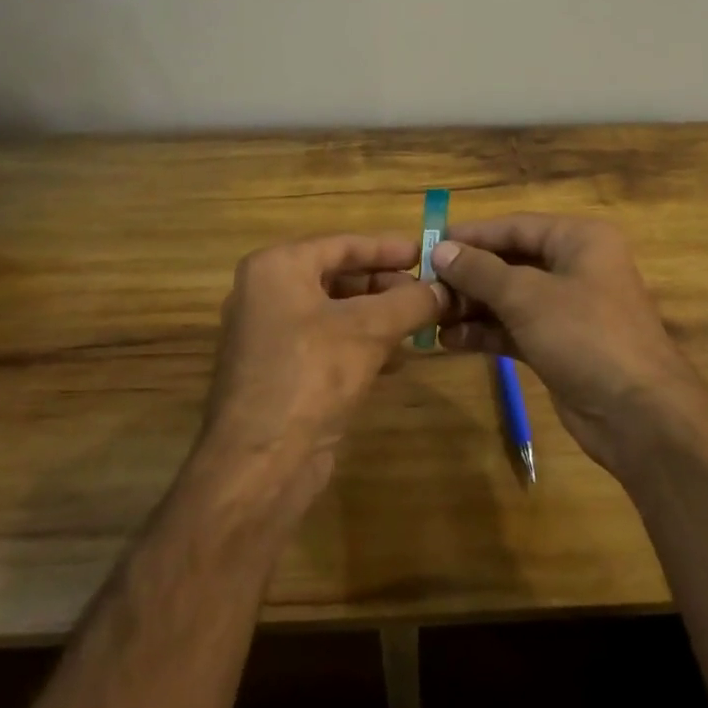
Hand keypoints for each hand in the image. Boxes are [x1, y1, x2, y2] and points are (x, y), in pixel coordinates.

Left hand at [198, 234, 446, 511]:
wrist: (260, 464)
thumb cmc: (312, 374)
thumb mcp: (370, 329)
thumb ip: (411, 301)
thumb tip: (446, 289)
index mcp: (277, 268)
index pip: (343, 244)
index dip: (388, 248)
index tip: (426, 253)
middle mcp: (266, 294)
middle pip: (338, 276)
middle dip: (386, 284)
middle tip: (429, 291)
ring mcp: (269, 335)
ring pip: (335, 312)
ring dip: (378, 316)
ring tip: (421, 322)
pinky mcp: (279, 372)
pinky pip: (327, 343)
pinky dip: (361, 344)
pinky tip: (397, 358)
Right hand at [430, 215, 707, 476]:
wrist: (639, 415)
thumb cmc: (586, 335)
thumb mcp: (528, 296)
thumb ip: (480, 272)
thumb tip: (441, 249)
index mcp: (580, 239)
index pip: (515, 226)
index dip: (472, 235)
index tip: (428, 243)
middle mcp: (576, 267)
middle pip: (511, 262)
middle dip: (469, 276)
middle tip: (425, 286)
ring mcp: (569, 309)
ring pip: (511, 298)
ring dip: (472, 306)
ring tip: (431, 316)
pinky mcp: (561, 345)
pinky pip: (516, 329)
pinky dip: (486, 332)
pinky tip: (451, 340)